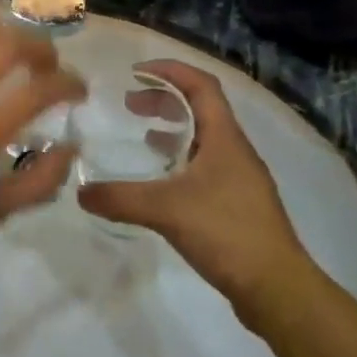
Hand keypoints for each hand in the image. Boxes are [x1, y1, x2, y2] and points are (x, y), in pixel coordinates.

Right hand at [77, 60, 312, 322]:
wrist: (275, 286)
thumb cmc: (226, 231)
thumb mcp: (166, 210)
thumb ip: (121, 198)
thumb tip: (81, 192)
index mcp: (224, 137)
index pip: (201, 85)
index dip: (170, 70)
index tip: (137, 71)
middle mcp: (235, 150)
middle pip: (201, 108)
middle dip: (165, 99)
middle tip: (130, 105)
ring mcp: (239, 177)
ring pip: (203, 138)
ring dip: (173, 130)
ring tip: (142, 136)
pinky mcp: (237, 203)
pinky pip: (204, 165)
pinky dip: (180, 160)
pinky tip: (161, 181)